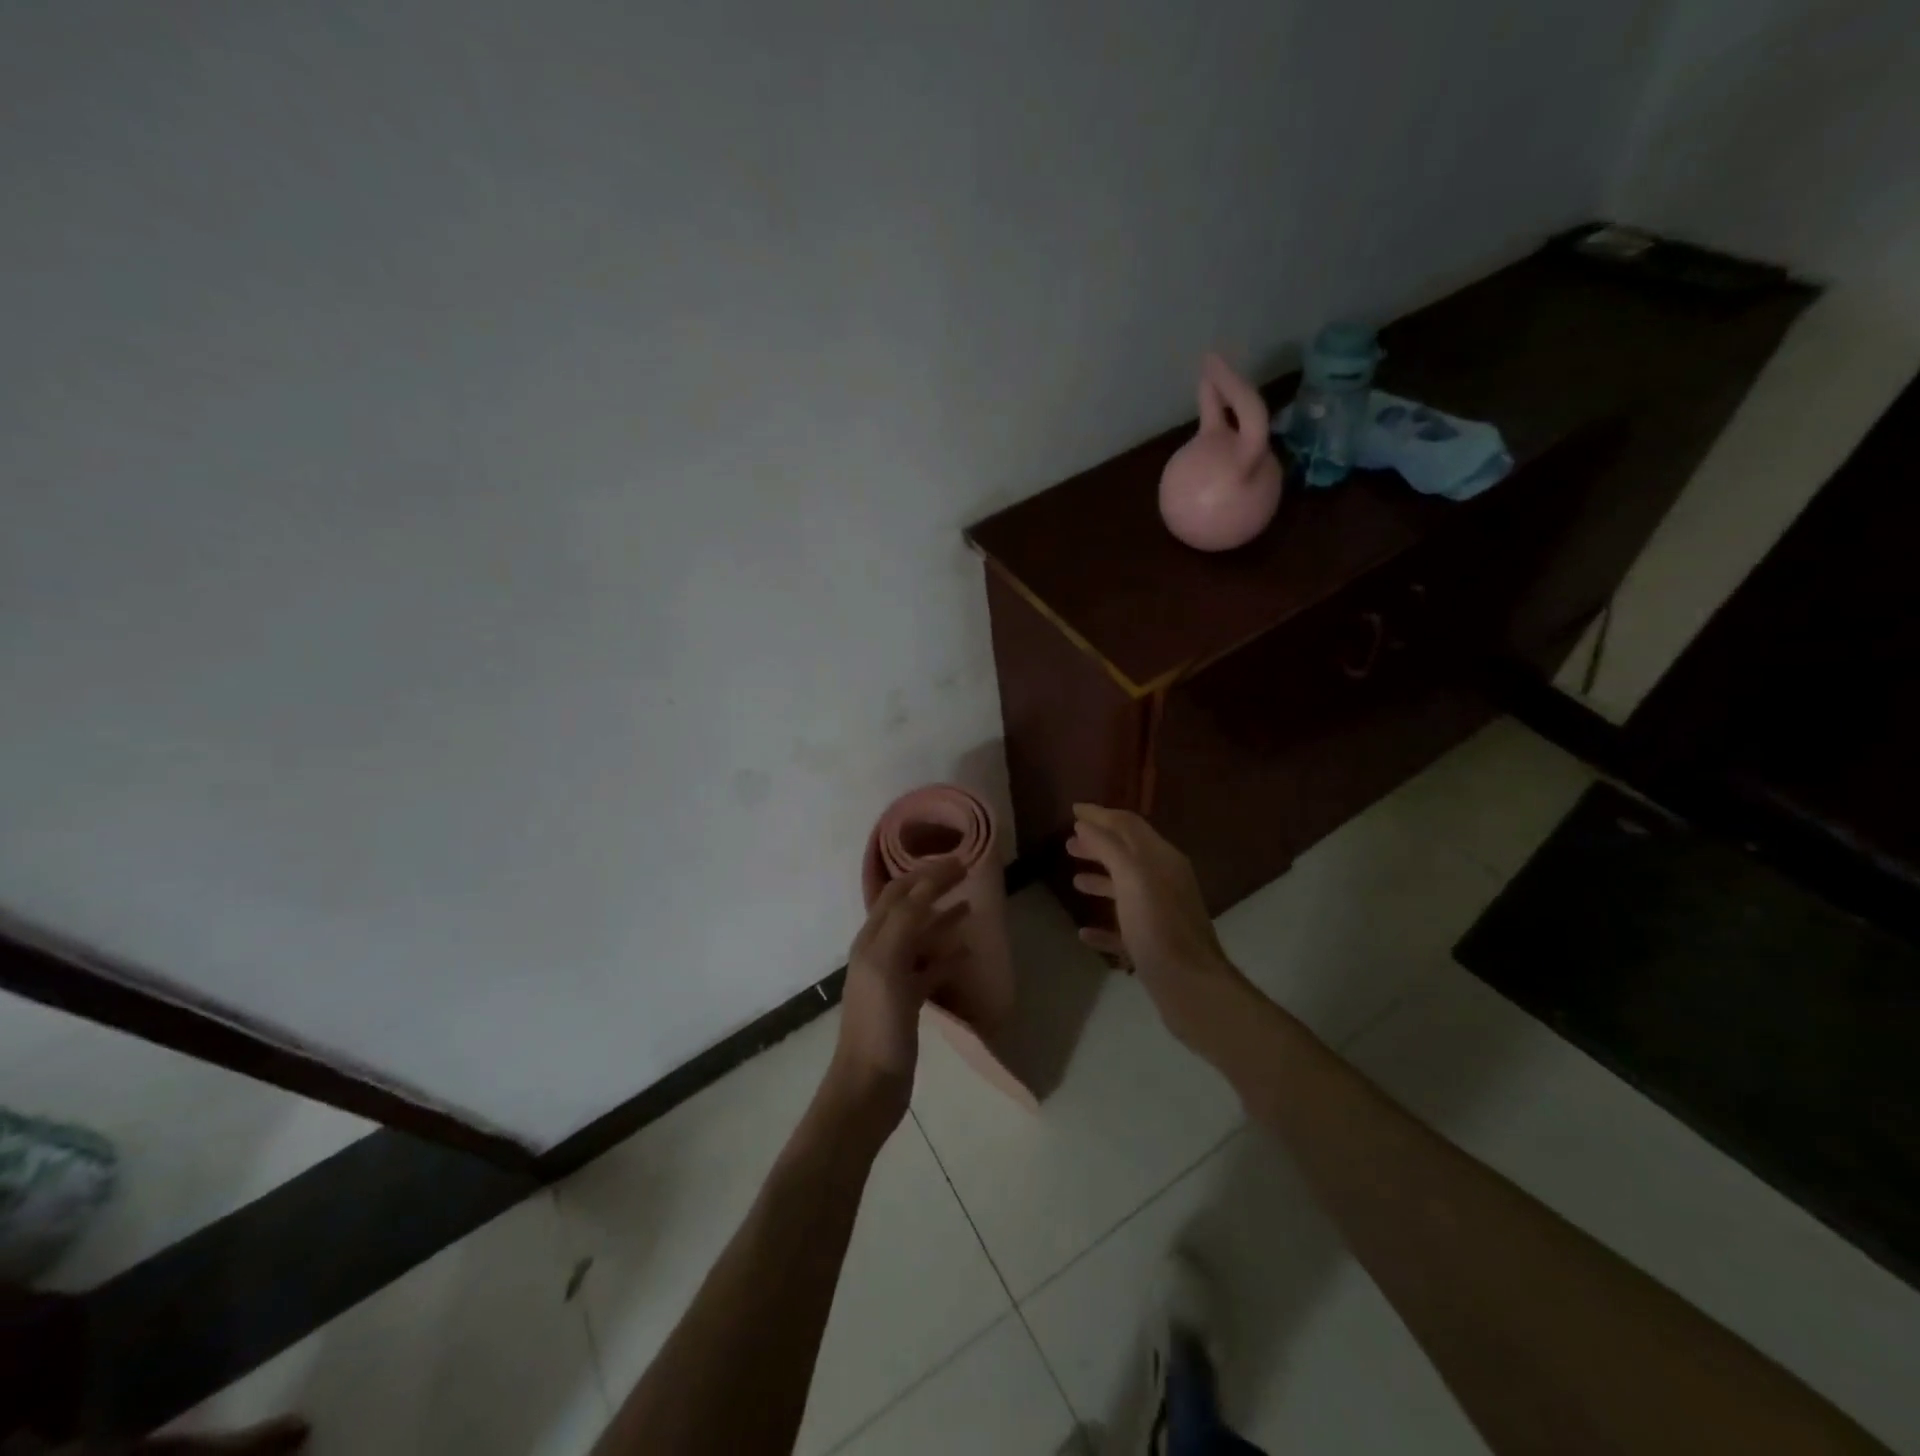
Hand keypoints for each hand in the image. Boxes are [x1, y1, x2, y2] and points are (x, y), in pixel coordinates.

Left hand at [823, 858, 967, 1130]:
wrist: (868, 1087)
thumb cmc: (878, 1024)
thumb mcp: (888, 965)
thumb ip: (906, 922)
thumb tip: (928, 882)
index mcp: (872, 939)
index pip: (899, 892)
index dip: (926, 873)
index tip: (960, 860)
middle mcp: (880, 951)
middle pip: (909, 908)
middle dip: (934, 887)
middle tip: (967, 874)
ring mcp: (893, 977)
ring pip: (921, 936)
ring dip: (943, 917)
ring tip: (971, 906)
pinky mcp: (906, 1002)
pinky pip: (930, 968)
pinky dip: (948, 956)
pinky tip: (967, 953)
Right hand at [1069, 804, 1247, 1046]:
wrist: (1191, 988)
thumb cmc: (1158, 927)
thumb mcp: (1132, 878)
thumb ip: (1109, 847)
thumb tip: (1086, 823)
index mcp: (1162, 859)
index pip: (1129, 825)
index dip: (1101, 815)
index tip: (1073, 809)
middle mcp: (1165, 881)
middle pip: (1128, 854)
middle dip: (1099, 845)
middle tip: (1068, 844)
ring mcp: (1161, 914)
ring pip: (1126, 889)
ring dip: (1101, 880)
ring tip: (1074, 880)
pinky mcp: (1154, 945)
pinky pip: (1124, 928)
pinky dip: (1104, 924)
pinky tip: (1084, 932)